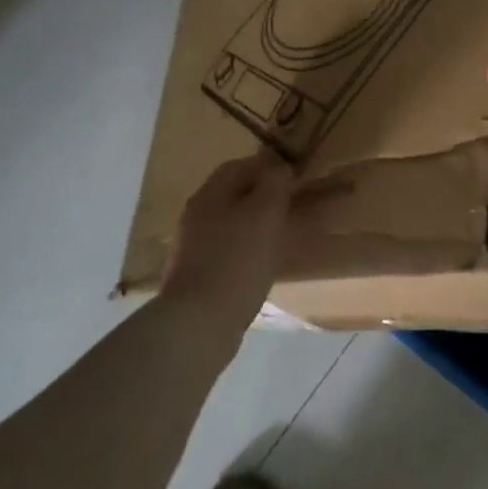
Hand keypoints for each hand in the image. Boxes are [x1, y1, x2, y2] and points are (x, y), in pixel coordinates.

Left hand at [162, 152, 294, 337]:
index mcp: (210, 195)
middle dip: (261, 194)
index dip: (267, 165)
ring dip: (253, 223)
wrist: (199, 323)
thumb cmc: (237, 261)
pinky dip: (245, 249)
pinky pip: (226, 250)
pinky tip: (262, 263)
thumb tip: (279, 168)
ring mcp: (192, 247)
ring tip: (281, 234)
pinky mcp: (196, 275)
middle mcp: (196, 215)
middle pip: (232, 194)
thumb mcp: (265, 213)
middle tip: (291, 203)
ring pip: (229, 222)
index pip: (239, 166)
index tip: (294, 174)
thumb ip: (274, 184)